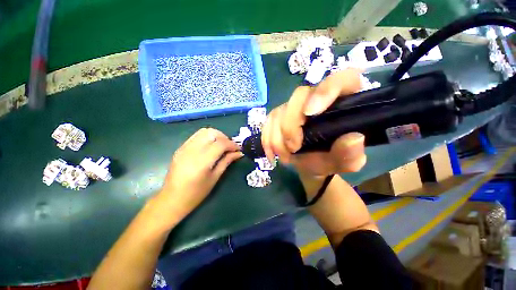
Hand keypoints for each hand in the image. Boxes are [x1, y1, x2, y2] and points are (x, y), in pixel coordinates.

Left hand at [157, 128, 242, 217]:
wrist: (172, 199)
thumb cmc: (196, 193)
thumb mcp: (215, 177)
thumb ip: (227, 161)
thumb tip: (239, 153)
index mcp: (201, 161)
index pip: (220, 144)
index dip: (232, 145)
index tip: (238, 149)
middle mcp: (192, 150)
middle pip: (212, 133)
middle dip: (224, 137)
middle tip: (230, 147)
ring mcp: (184, 147)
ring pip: (204, 131)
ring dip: (216, 136)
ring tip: (221, 146)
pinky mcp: (181, 147)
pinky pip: (197, 136)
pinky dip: (207, 137)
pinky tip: (210, 147)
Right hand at [261, 69, 366, 177]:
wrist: (309, 165)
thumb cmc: (329, 161)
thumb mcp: (344, 163)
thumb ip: (351, 154)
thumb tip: (354, 138)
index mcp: (341, 103)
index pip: (340, 80)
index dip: (325, 90)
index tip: (310, 113)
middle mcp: (315, 99)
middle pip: (299, 95)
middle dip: (291, 124)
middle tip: (293, 148)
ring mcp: (294, 107)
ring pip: (280, 111)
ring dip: (278, 137)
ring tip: (285, 157)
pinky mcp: (279, 116)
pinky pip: (268, 122)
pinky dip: (268, 139)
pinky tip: (272, 153)